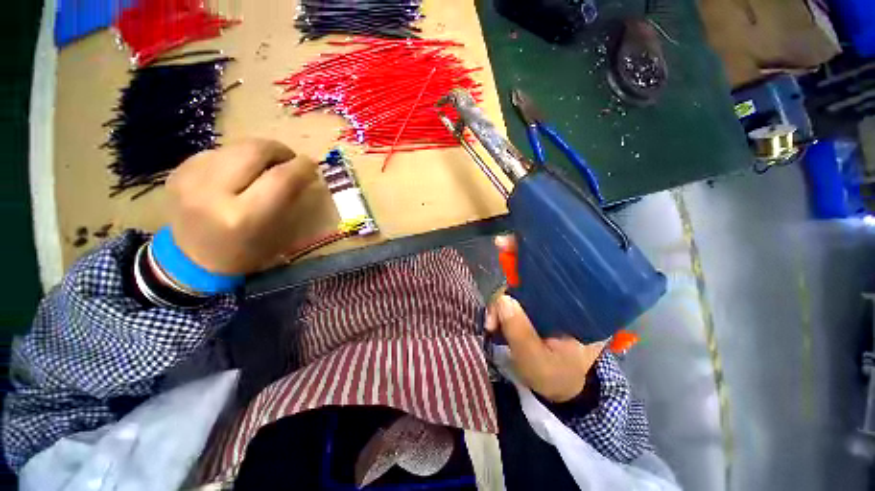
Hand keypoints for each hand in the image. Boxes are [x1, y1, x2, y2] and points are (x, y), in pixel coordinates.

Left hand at [164, 139, 316, 274]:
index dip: (301, 166)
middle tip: (289, 160)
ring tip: (265, 167)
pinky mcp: (178, 171)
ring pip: (236, 146)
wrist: (193, 260)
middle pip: (254, 150)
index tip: (312, 164)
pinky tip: (238, 174)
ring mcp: (189, 178)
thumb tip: (305, 171)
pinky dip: (236, 158)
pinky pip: (218, 151)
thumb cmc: (246, 252)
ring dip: (258, 153)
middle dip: (279, 151)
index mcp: (243, 216)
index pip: (280, 178)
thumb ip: (291, 198)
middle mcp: (212, 193)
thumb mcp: (279, 233)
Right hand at [485, 235, 605, 402]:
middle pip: (538, 270)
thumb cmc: (555, 377)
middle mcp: (564, 298)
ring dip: (500, 298)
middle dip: (514, 260)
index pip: (564, 271)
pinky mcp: (532, 307)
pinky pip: (512, 297)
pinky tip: (492, 320)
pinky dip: (499, 304)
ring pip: (519, 284)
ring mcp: (546, 301)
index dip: (541, 252)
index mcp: (581, 308)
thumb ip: (520, 332)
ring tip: (491, 323)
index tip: (517, 241)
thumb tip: (502, 299)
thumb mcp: (537, 361)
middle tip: (499, 247)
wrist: (556, 390)